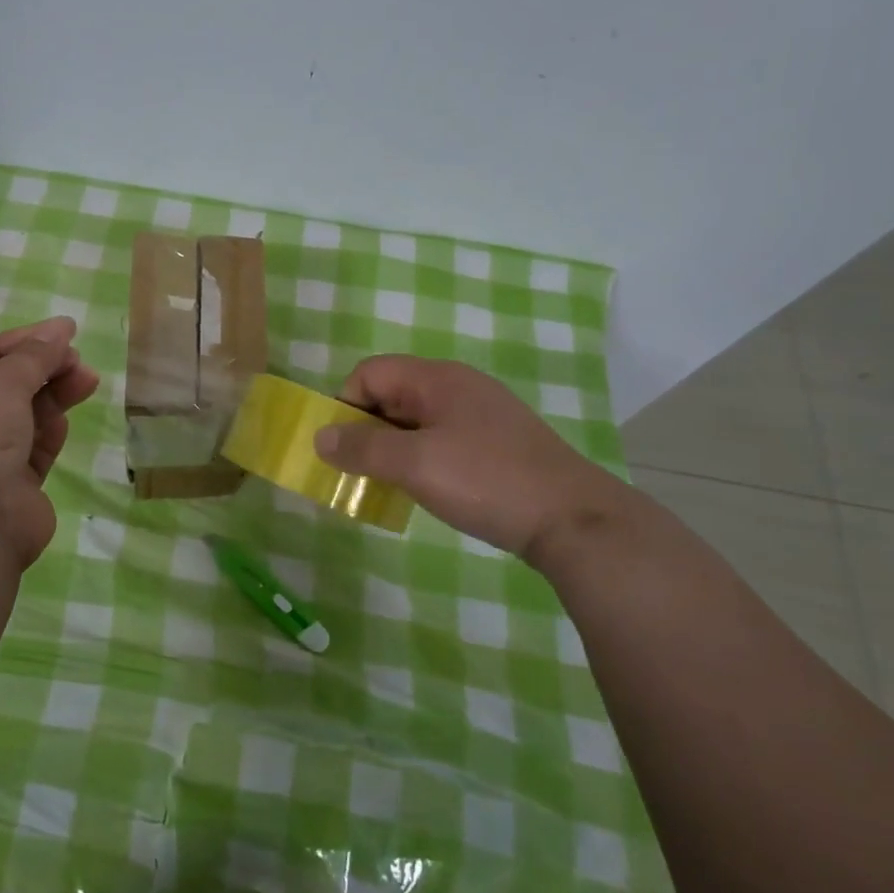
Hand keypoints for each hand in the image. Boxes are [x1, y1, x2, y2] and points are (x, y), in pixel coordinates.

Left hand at [0, 317, 99, 566]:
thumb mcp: (2, 384)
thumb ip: (34, 356)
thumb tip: (60, 329)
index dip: (26, 339)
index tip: (66, 330)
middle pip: (9, 384)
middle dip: (45, 367)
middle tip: (79, 359)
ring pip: (26, 415)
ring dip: (55, 395)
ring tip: (88, 380)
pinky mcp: (13, 486)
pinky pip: (35, 449)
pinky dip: (50, 432)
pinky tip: (64, 421)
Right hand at [314, 355, 632, 560]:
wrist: (574, 520)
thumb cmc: (486, 481)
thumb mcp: (415, 464)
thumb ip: (363, 448)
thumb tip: (319, 436)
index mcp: (437, 378)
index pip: (370, 372)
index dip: (346, 405)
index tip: (343, 448)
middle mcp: (458, 386)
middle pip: (392, 394)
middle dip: (367, 430)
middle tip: (359, 472)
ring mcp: (481, 414)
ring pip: (416, 420)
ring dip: (393, 448)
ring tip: (388, 485)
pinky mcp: (497, 442)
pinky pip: (441, 438)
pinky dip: (422, 458)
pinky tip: (428, 489)